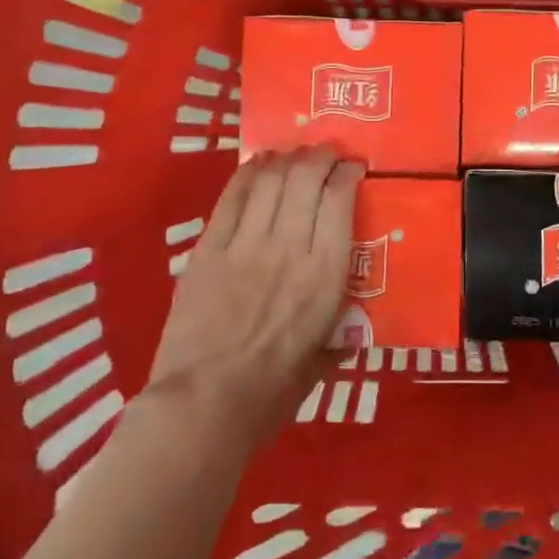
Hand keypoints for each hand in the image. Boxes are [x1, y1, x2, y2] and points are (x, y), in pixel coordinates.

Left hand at [144, 146, 362, 452]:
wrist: (203, 406)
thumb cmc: (271, 393)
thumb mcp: (321, 366)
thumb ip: (338, 341)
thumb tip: (351, 335)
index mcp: (325, 275)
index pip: (340, 201)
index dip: (348, 174)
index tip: (354, 168)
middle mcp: (290, 247)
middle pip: (306, 178)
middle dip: (321, 155)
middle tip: (327, 152)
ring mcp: (246, 244)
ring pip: (270, 180)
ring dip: (287, 158)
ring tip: (296, 153)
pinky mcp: (209, 249)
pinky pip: (232, 198)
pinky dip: (248, 174)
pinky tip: (258, 163)